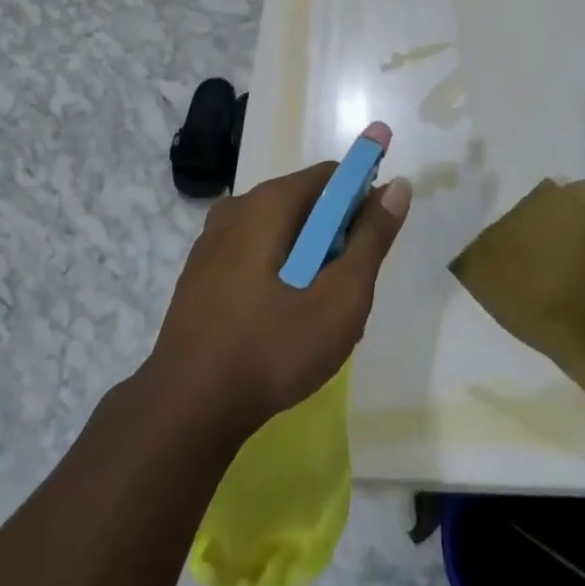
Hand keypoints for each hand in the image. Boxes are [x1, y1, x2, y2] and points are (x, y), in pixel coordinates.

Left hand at [147, 162, 411, 435]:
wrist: (187, 408)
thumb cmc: (271, 349)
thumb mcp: (339, 299)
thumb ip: (371, 239)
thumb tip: (397, 186)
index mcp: (268, 202)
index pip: (331, 176)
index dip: (361, 203)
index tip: (371, 249)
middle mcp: (237, 207)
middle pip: (306, 204)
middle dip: (335, 240)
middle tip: (345, 295)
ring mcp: (213, 239)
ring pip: (281, 233)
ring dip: (308, 262)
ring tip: (315, 317)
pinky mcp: (201, 270)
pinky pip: (255, 254)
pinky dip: (278, 274)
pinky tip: (280, 324)